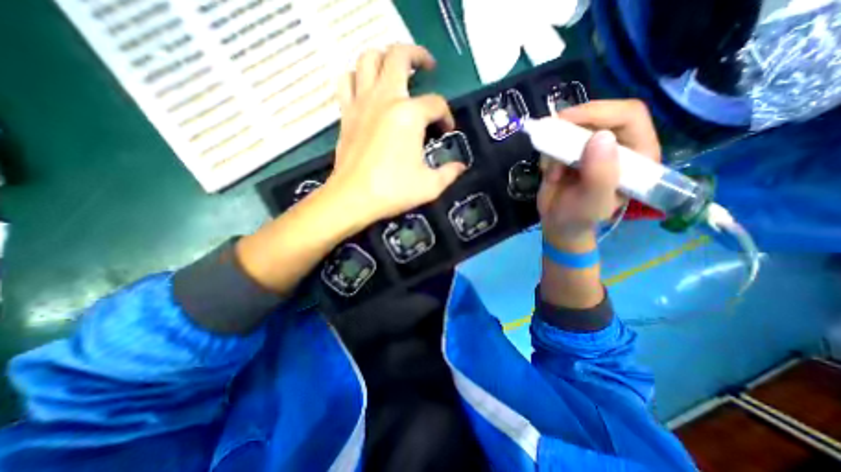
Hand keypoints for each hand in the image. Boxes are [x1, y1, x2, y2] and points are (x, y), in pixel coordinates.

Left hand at [322, 42, 465, 226]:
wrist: (353, 198)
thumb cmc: (393, 191)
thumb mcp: (430, 186)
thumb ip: (449, 173)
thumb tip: (460, 166)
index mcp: (409, 116)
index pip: (436, 104)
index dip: (446, 116)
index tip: (446, 131)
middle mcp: (385, 99)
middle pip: (400, 57)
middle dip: (418, 56)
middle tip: (427, 66)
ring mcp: (362, 103)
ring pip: (368, 59)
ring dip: (384, 59)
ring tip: (395, 72)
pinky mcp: (346, 113)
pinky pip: (347, 81)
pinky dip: (357, 77)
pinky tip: (366, 88)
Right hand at [539, 99, 662, 254]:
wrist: (558, 224)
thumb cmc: (579, 218)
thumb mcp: (591, 203)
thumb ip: (600, 175)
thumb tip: (600, 136)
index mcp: (638, 155)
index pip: (628, 116)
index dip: (598, 112)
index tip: (565, 121)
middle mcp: (619, 145)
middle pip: (600, 114)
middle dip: (571, 126)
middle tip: (548, 137)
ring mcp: (594, 147)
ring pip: (575, 126)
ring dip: (556, 144)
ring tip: (551, 171)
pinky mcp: (574, 151)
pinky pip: (559, 139)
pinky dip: (548, 153)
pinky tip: (549, 173)